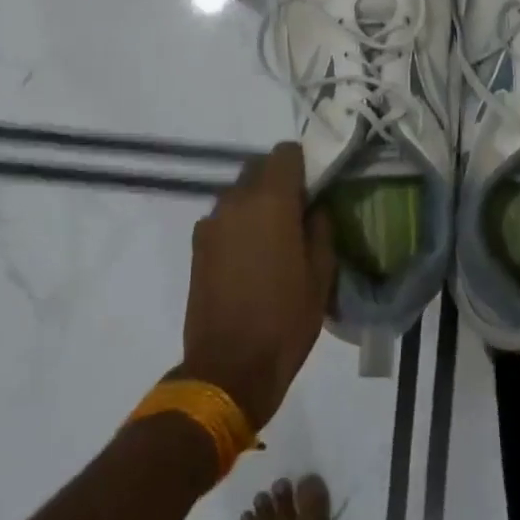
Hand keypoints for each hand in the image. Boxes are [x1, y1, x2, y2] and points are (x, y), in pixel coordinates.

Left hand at [177, 143, 335, 429]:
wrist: (229, 367)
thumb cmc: (285, 320)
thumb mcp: (321, 275)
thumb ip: (320, 228)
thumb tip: (314, 207)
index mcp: (272, 200)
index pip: (286, 152)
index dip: (302, 163)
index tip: (314, 186)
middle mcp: (237, 199)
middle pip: (258, 166)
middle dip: (278, 179)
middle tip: (296, 211)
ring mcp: (212, 221)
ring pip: (239, 191)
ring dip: (256, 201)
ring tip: (271, 236)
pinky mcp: (197, 244)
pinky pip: (223, 216)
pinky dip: (237, 222)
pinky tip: (248, 255)